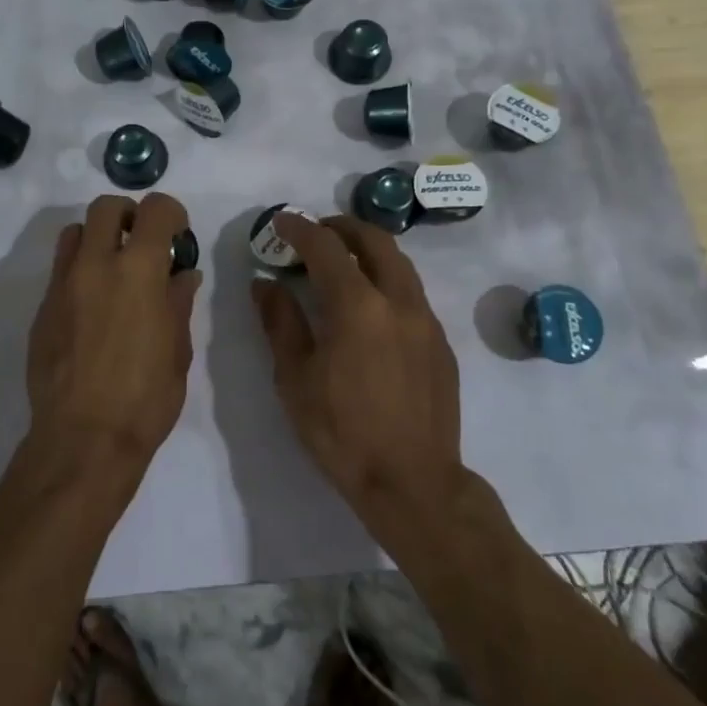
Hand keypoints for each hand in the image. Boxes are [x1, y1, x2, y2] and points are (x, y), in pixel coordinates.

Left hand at [26, 193, 200, 467]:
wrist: (82, 439)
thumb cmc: (145, 398)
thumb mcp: (178, 350)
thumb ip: (178, 303)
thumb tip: (183, 275)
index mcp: (139, 270)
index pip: (154, 210)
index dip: (171, 214)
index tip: (178, 235)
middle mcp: (96, 265)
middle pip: (106, 207)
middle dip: (129, 214)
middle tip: (143, 242)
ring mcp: (63, 285)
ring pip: (75, 232)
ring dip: (97, 238)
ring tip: (113, 269)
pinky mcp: (42, 308)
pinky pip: (60, 269)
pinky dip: (80, 270)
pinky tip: (93, 306)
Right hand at [252, 213, 465, 520]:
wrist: (414, 483)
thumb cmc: (343, 433)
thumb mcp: (295, 379)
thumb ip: (280, 323)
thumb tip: (265, 284)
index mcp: (358, 306)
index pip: (326, 247)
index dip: (300, 228)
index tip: (281, 222)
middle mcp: (398, 301)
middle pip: (375, 240)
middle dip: (342, 227)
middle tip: (316, 232)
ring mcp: (426, 320)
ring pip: (400, 263)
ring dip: (369, 250)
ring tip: (343, 261)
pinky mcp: (441, 342)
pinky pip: (412, 293)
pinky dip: (387, 280)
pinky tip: (370, 307)